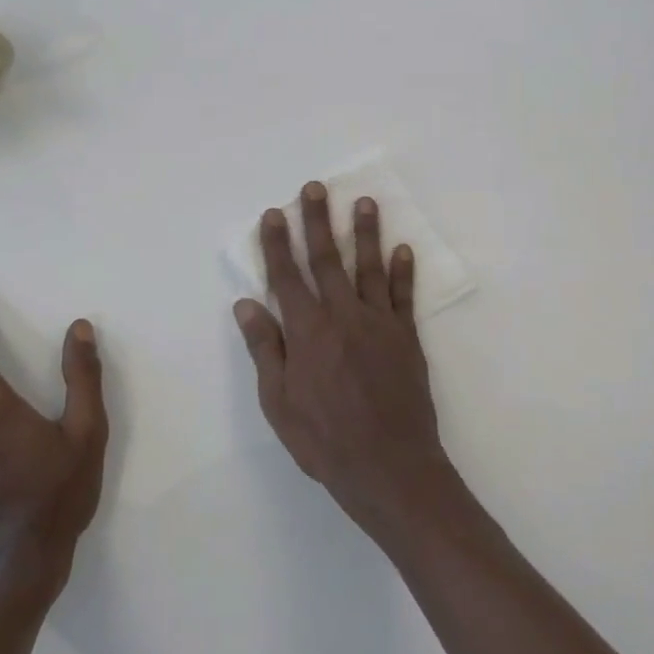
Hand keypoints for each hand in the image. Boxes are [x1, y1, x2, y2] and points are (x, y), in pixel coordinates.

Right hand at [234, 183, 456, 539]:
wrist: (389, 466)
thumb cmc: (324, 440)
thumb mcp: (278, 402)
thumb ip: (266, 349)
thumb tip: (247, 303)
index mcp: (307, 332)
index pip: (287, 277)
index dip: (277, 244)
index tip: (273, 214)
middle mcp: (342, 316)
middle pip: (327, 260)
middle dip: (317, 221)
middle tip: (315, 188)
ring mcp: (378, 324)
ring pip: (368, 268)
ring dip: (365, 233)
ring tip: (364, 202)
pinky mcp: (406, 338)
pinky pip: (403, 297)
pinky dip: (403, 272)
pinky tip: (403, 249)